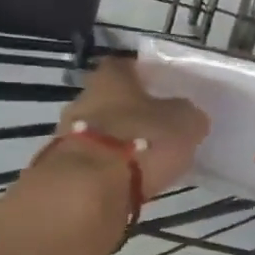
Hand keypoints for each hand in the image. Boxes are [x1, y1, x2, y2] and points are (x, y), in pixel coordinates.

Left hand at [53, 55, 208, 198]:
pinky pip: (96, 159)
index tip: (164, 89)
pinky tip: (132, 177)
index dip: (146, 76)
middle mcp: (85, 98)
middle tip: (159, 127)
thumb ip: (187, 114)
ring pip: (102, 130)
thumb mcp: (185, 122)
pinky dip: (112, 166)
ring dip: (121, 141)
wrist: (90, 188)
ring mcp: (70, 133)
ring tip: (148, 158)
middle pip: (112, 100)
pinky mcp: (66, 166)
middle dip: (132, 112)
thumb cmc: (143, 141)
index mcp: (112, 78)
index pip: (127, 66)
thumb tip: (188, 116)